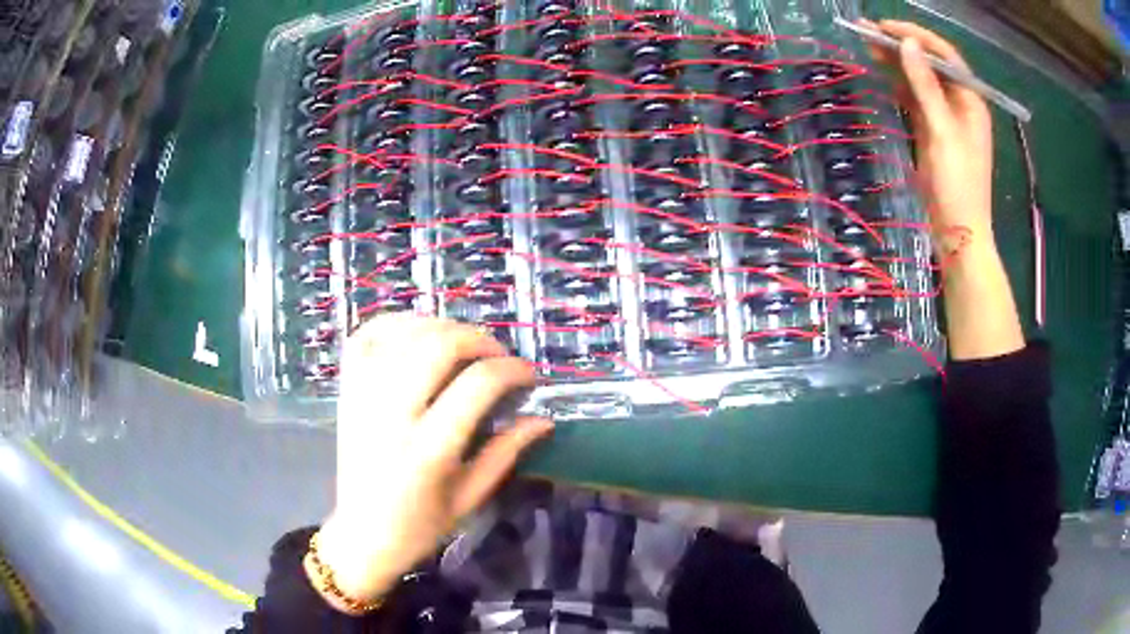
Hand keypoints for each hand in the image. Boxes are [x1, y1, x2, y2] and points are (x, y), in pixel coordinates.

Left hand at [310, 315, 553, 610]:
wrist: (361, 535)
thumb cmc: (419, 527)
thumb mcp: (470, 498)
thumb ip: (506, 453)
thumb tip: (543, 419)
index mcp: (429, 450)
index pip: (478, 384)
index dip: (512, 369)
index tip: (529, 375)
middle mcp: (392, 414)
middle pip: (439, 345)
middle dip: (479, 339)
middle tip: (497, 355)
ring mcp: (363, 397)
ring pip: (404, 333)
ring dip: (441, 327)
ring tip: (462, 345)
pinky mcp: (346, 390)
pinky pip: (367, 336)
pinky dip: (395, 324)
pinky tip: (418, 334)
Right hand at [863, 19, 993, 257]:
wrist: (959, 232)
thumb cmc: (959, 184)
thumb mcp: (942, 132)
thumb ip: (925, 86)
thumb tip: (907, 44)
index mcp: (971, 100)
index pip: (944, 55)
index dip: (916, 36)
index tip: (885, 26)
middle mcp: (959, 104)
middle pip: (930, 64)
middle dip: (902, 46)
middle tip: (867, 32)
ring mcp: (946, 118)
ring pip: (920, 81)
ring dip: (897, 64)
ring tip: (867, 47)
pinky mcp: (933, 133)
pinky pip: (915, 100)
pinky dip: (899, 86)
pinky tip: (882, 76)